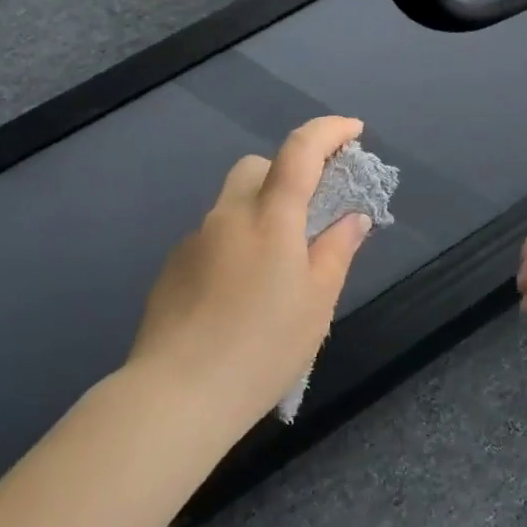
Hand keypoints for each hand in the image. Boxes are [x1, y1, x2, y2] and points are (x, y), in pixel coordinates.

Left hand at [127, 117, 373, 437]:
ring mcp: (193, 240)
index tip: (354, 131)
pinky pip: (213, 237)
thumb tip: (352, 218)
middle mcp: (227, 216)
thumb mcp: (317, 303)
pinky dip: (235, 244)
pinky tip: (240, 295)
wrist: (177, 394)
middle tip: (311, 214)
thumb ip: (337, 251)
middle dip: (288, 173)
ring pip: (232, 204)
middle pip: (257, 167)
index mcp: (269, 217)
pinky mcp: (172, 267)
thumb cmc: (262, 347)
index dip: (329, 131)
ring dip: (260, 213)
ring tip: (277, 269)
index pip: (300, 150)